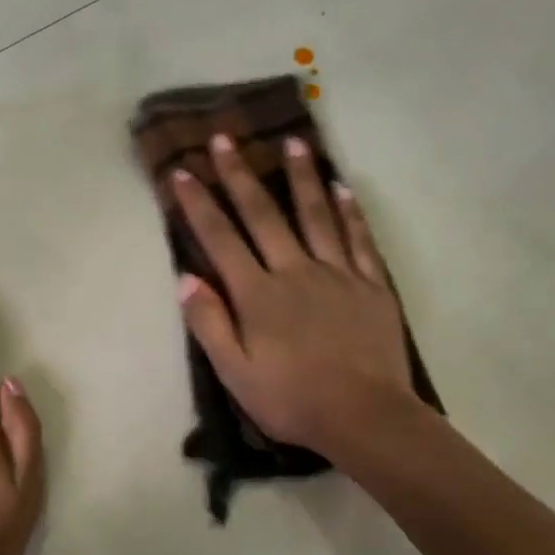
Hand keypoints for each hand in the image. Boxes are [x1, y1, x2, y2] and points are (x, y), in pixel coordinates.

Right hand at [172, 134, 415, 466]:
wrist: (364, 416)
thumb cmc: (291, 400)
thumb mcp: (235, 373)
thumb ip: (209, 324)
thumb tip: (187, 279)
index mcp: (258, 295)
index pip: (221, 240)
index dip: (199, 205)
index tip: (182, 172)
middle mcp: (295, 272)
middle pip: (264, 215)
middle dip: (240, 175)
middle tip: (225, 138)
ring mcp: (338, 274)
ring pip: (316, 216)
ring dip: (301, 178)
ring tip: (293, 143)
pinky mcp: (371, 286)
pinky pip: (359, 240)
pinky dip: (349, 212)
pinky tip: (342, 187)